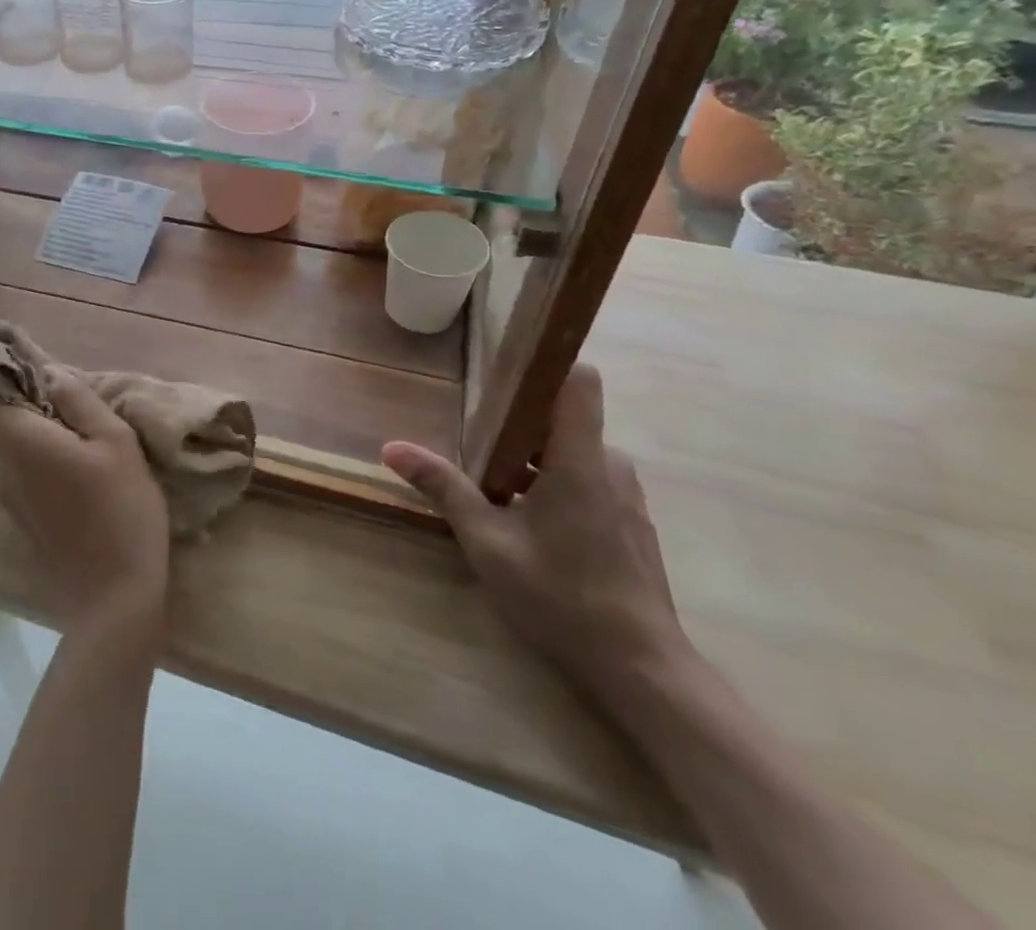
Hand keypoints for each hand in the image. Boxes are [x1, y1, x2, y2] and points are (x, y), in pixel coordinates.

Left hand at [0, 369, 169, 632]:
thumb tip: (51, 373)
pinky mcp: (26, 520)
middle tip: (70, 403)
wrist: (115, 598)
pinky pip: (23, 474)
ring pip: (11, 449)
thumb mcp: (116, 442)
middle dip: (23, 404)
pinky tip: (81, 473)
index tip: (33, 374)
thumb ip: (80, 401)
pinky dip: (42, 461)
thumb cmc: (121, 509)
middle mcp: (4, 469)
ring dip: (36, 433)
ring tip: (84, 436)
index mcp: (22, 443)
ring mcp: (12, 500)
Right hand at [380, 365, 689, 697]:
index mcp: (581, 459)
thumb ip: (443, 488)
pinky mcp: (630, 522)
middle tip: (474, 445)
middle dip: (518, 424)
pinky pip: (588, 479)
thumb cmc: (562, 598)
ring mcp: (626, 496)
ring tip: (493, 488)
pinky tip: (528, 523)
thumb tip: (392, 447)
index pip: (578, 379)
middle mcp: (611, 466)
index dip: (544, 364)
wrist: (643, 673)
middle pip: (563, 417)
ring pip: (573, 451)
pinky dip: (554, 484)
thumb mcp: (488, 542)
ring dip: (533, 459)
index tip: (501, 371)